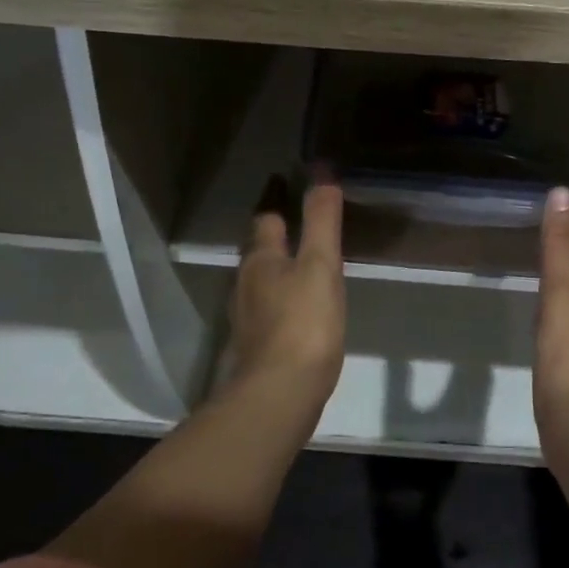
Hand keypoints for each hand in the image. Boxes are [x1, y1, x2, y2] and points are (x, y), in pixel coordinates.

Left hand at [225, 174, 346, 413]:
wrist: (279, 394)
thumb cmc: (304, 323)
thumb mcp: (321, 265)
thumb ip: (321, 220)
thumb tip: (321, 172)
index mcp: (261, 260)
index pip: (266, 218)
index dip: (277, 199)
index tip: (284, 181)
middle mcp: (246, 284)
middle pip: (259, 251)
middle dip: (275, 235)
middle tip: (299, 222)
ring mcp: (247, 318)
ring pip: (261, 281)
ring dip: (277, 268)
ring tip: (302, 263)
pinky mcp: (256, 346)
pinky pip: (268, 309)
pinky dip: (281, 299)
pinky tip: (298, 309)